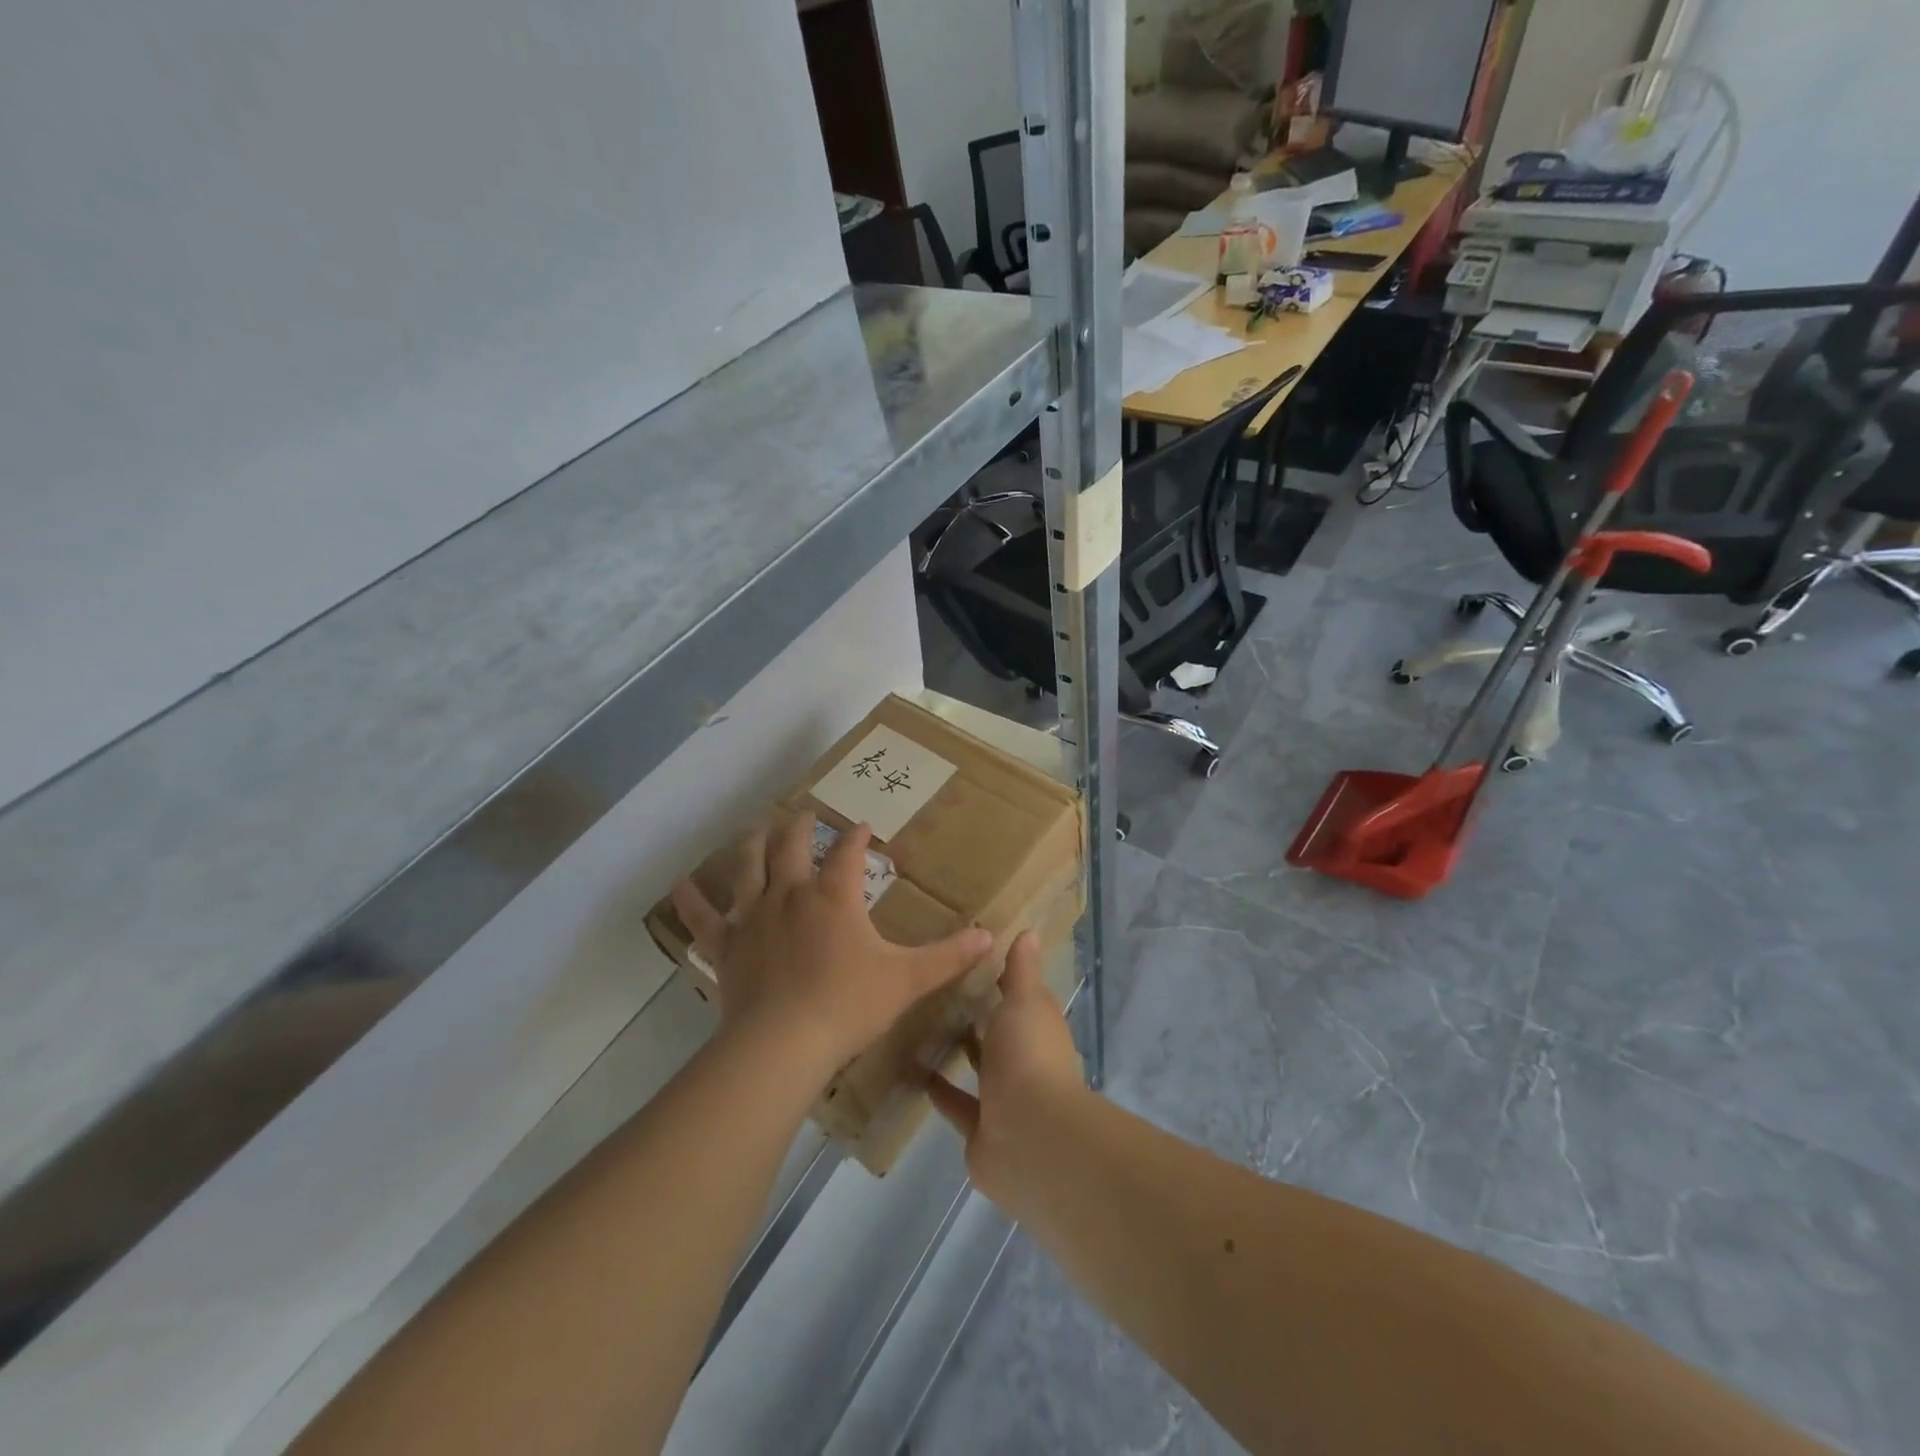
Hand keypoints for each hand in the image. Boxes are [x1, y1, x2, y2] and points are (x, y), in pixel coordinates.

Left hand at [671, 814, 991, 1081]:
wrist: (783, 1044)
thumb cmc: (848, 1005)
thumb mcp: (907, 980)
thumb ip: (949, 956)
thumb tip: (991, 935)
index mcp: (834, 896)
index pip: (847, 853)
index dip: (856, 837)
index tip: (863, 827)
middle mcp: (790, 894)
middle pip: (792, 846)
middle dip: (800, 826)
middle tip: (804, 814)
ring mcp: (753, 916)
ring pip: (748, 867)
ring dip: (752, 844)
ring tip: (755, 827)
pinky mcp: (726, 945)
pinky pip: (703, 917)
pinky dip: (691, 900)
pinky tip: (680, 884)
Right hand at [927, 931, 1085, 1208]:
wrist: (1030, 1137)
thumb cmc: (1028, 1056)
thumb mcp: (1024, 1001)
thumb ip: (1021, 970)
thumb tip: (1029, 931)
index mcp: (1038, 1027)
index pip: (1020, 995)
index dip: (1000, 976)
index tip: (968, 955)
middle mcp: (1023, 1059)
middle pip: (997, 1031)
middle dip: (973, 1013)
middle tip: (932, 987)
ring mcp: (1003, 1096)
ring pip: (978, 1067)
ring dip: (957, 1050)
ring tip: (917, 1023)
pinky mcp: (980, 1127)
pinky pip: (956, 1104)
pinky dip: (938, 1089)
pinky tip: (911, 1068)